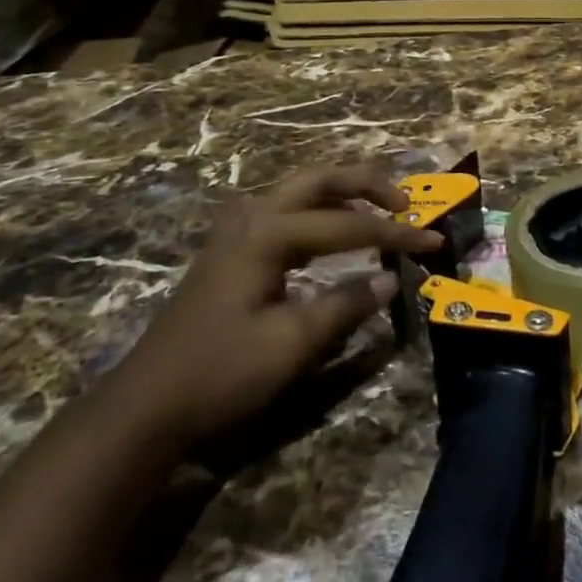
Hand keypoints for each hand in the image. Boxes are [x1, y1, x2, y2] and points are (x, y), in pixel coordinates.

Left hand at [116, 163, 437, 442]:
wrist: (148, 403)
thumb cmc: (221, 372)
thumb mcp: (291, 344)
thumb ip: (345, 305)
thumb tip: (390, 279)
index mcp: (268, 233)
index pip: (347, 225)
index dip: (395, 234)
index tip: (434, 242)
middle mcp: (253, 215)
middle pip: (320, 178)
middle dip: (367, 184)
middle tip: (406, 204)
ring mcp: (237, 228)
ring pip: (301, 189)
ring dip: (343, 193)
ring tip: (380, 211)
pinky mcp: (232, 246)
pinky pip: (286, 209)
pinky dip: (320, 211)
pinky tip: (334, 233)